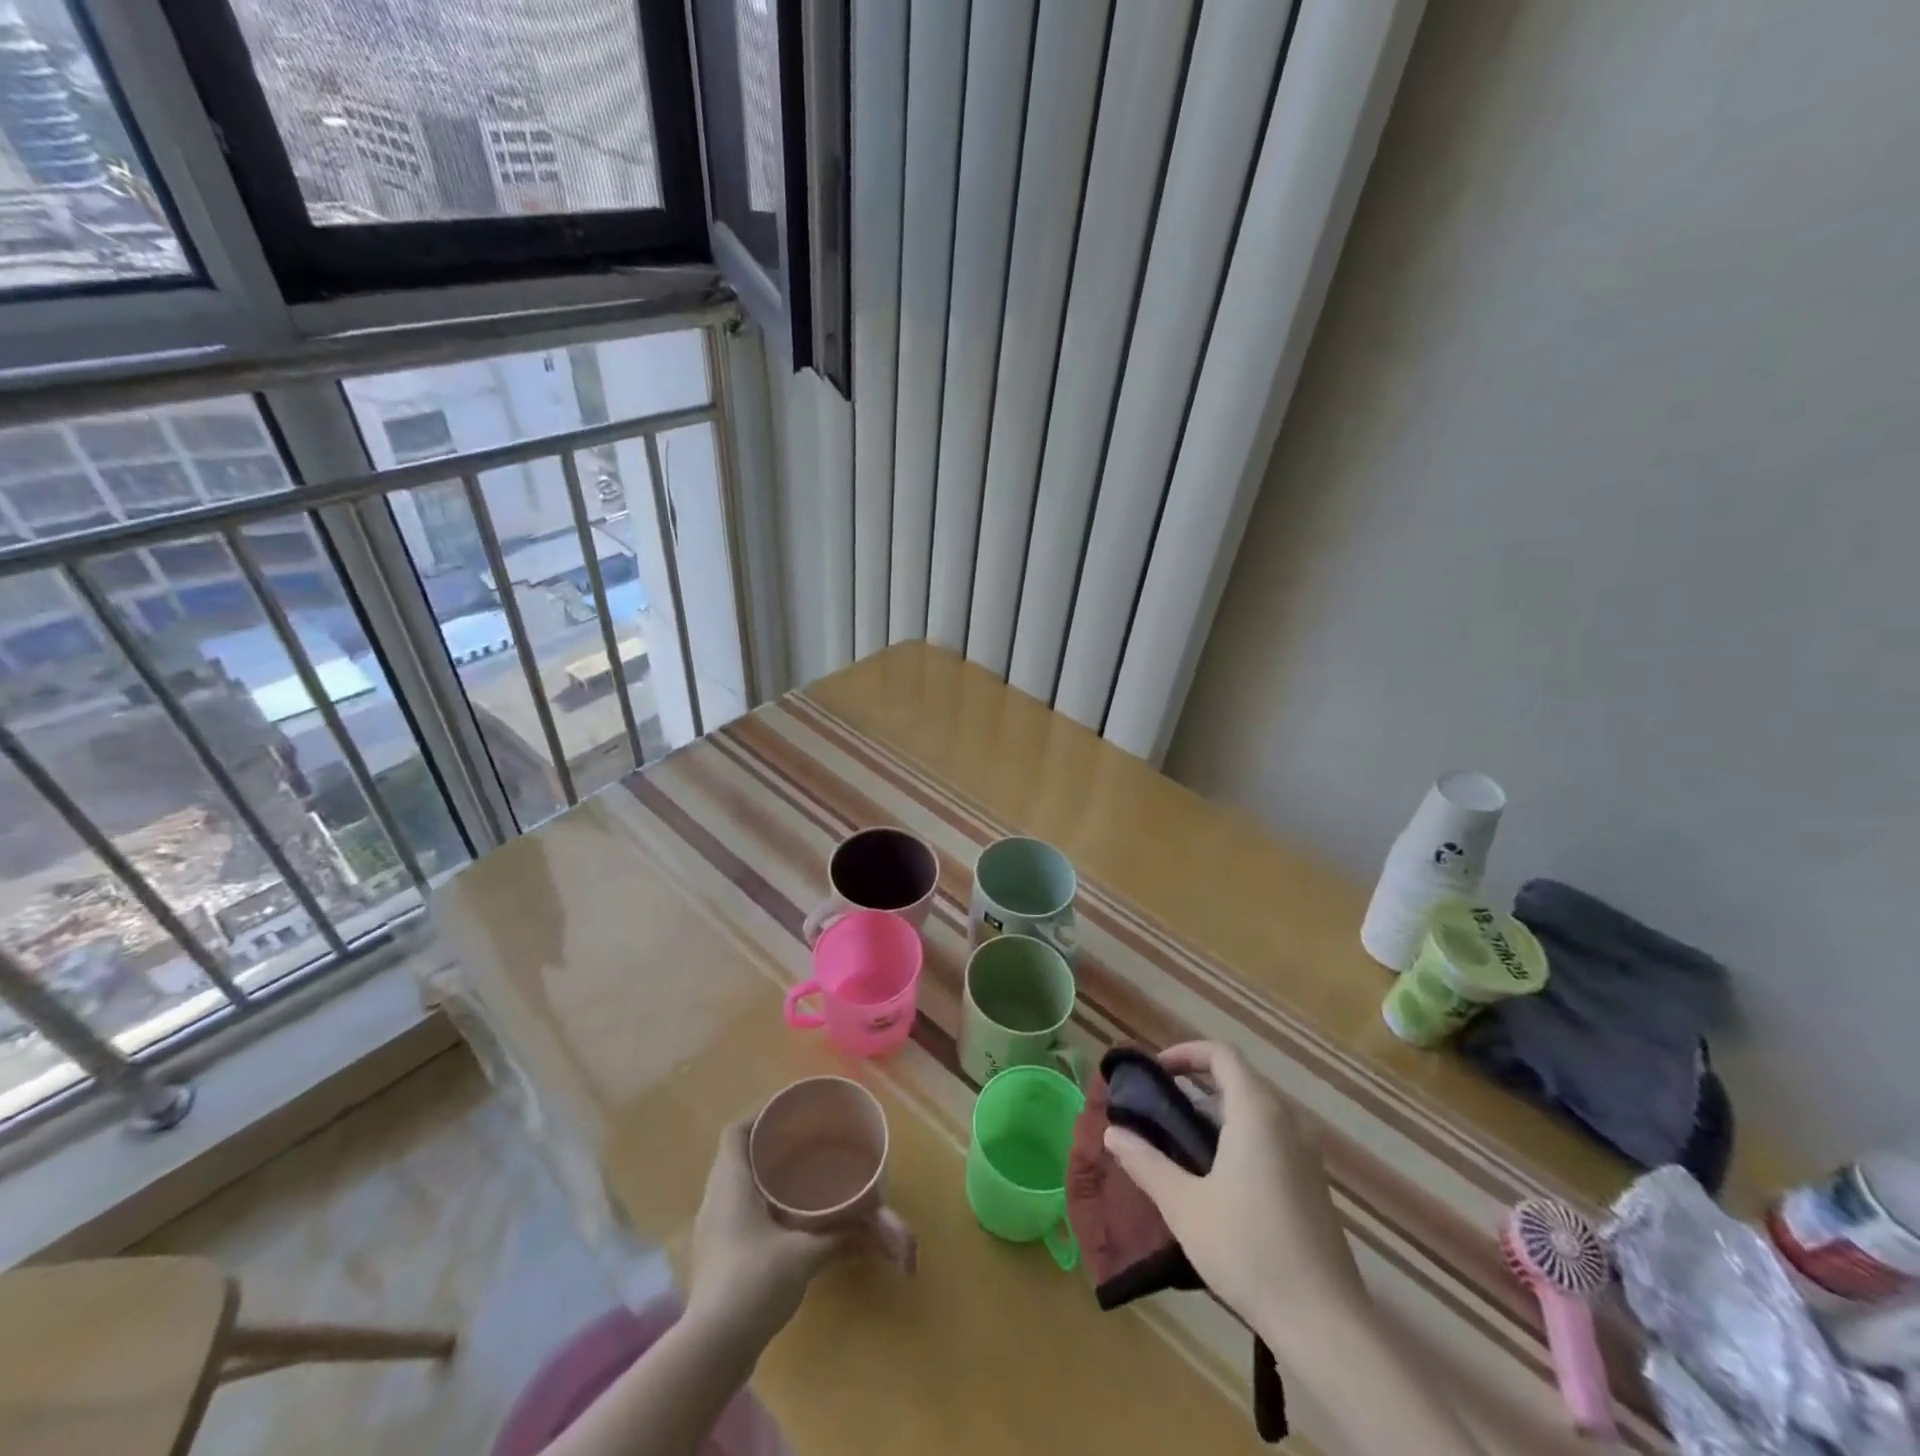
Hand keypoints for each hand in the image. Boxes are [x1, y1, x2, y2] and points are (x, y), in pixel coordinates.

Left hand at [684, 1120, 852, 1355]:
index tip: (791, 1109)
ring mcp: (712, 1231)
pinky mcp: (717, 1256)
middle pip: (737, 1155)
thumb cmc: (753, 1283)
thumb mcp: (805, 1255)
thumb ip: (845, 1237)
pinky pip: (737, 1210)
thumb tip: (889, 1230)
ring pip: (736, 1184)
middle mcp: (715, 1200)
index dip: (760, 1114)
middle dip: (768, 1142)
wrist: (711, 1350)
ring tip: (799, 1169)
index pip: (735, 1132)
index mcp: (730, 1184)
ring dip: (763, 1173)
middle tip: (804, 1137)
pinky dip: (760, 1201)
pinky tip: (787, 1214)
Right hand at [1102, 1041, 1363, 1346]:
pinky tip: (1219, 1177)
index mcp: (1257, 1112)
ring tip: (1183, 1140)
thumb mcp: (1184, 1206)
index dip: (1186, 1053)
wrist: (1325, 1324)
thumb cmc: (1248, 1250)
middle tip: (1161, 1106)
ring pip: (1258, 1109)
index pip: (1221, 1054)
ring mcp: (1306, 1154)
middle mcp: (1287, 1121)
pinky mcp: (1314, 1184)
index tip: (1156, 1073)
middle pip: (1240, 1078)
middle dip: (1198, 1082)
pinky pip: (1273, 1136)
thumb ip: (1146, 1163)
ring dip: (1219, 1111)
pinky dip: (1241, 1135)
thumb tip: (1112, 1133)